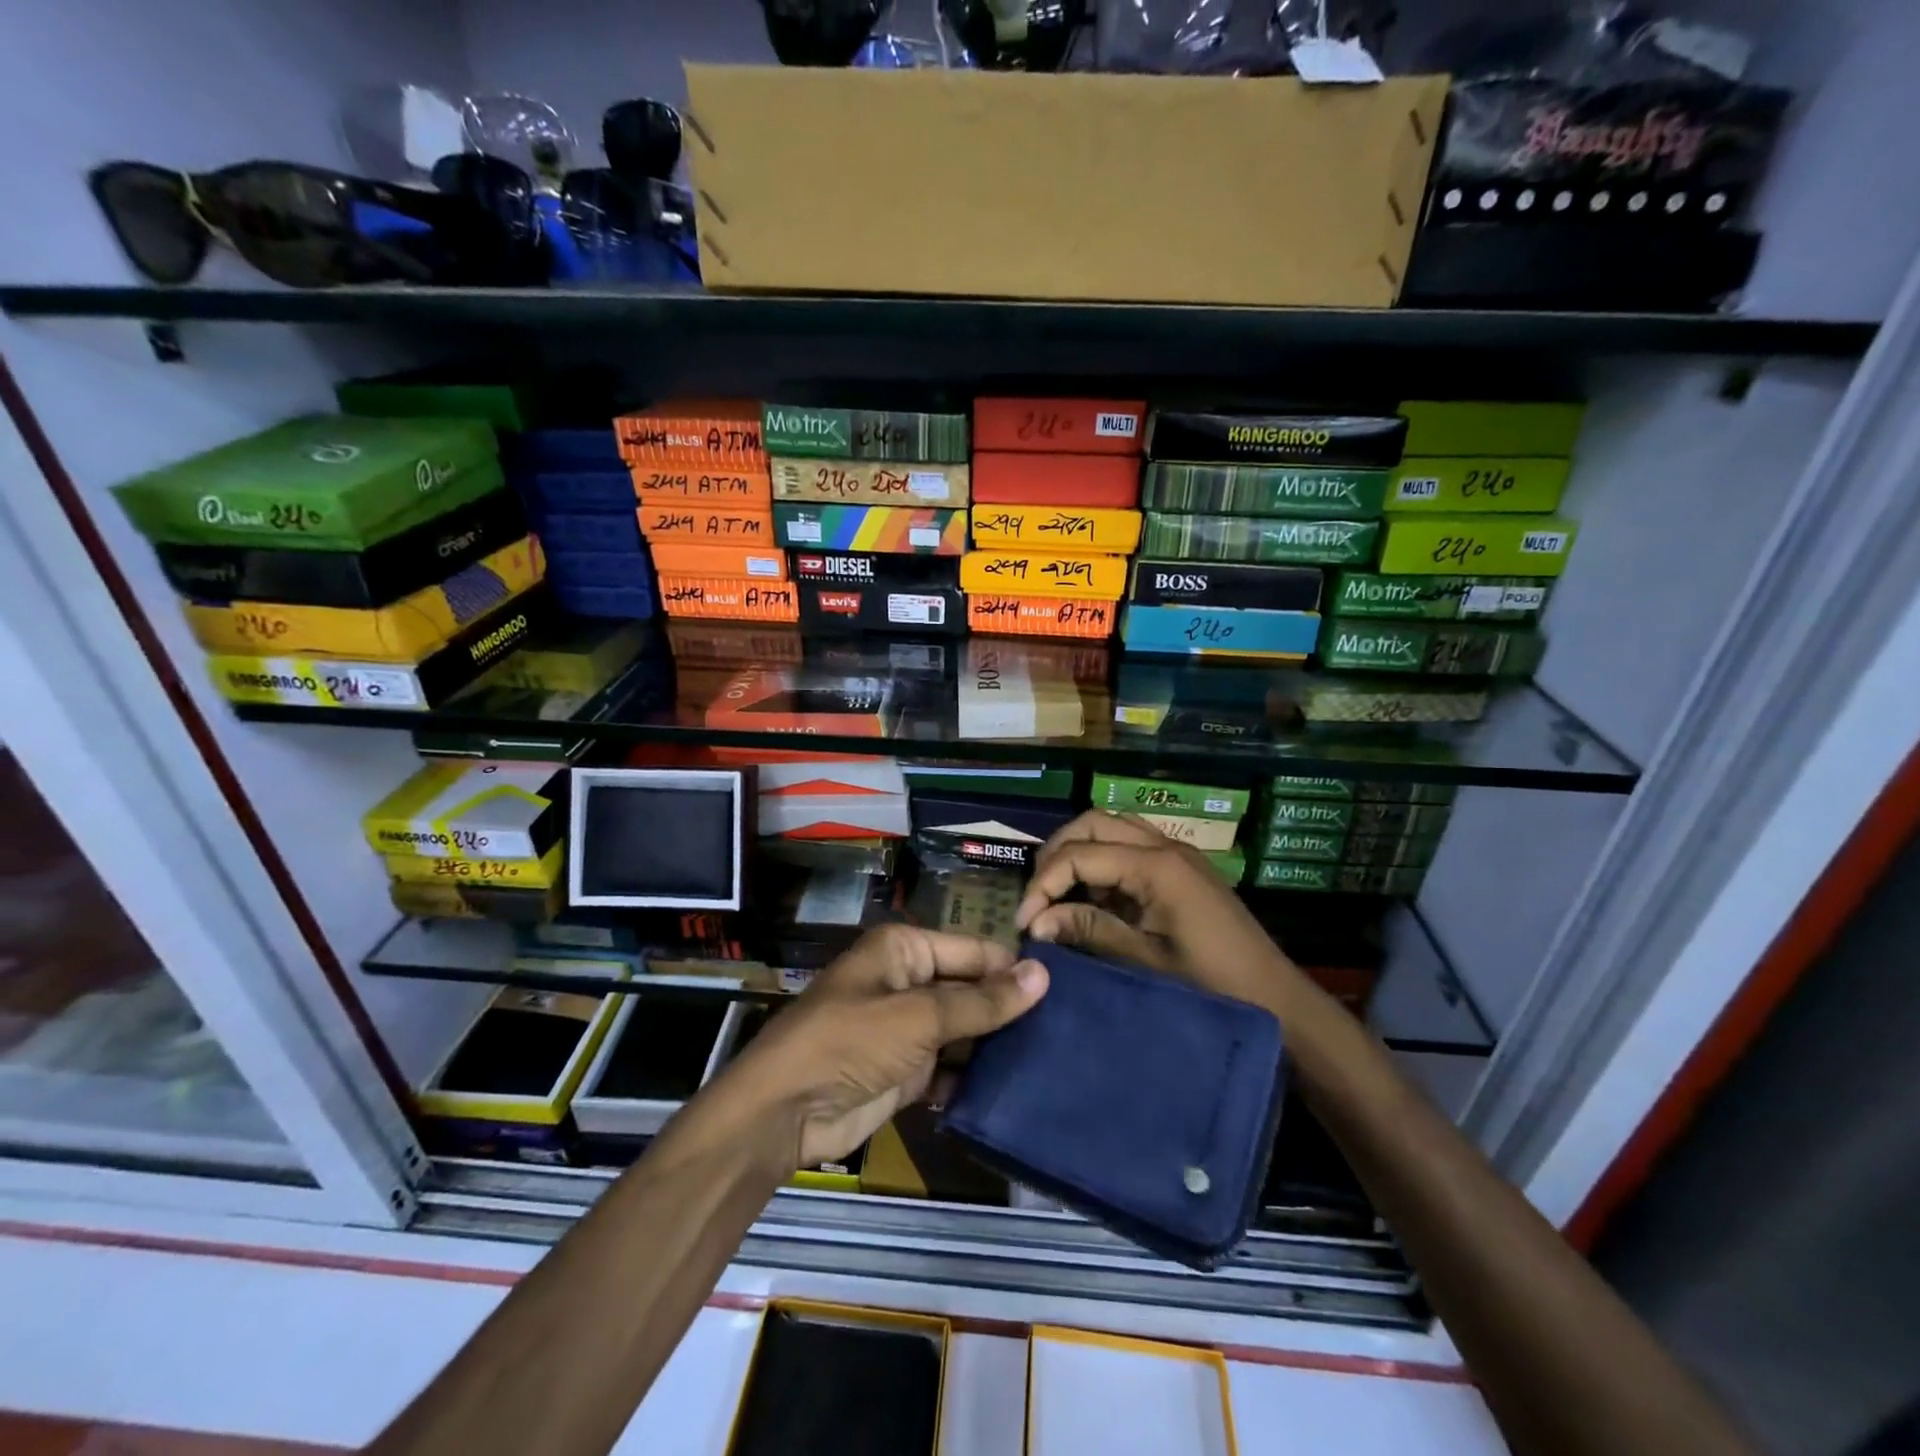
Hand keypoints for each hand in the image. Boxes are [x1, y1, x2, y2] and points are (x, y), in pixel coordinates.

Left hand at [718, 924, 1047, 1168]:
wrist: (784, 1112)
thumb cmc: (849, 1043)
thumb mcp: (919, 1017)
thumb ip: (982, 1002)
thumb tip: (1043, 975)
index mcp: (906, 951)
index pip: (973, 951)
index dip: (1014, 969)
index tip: (1066, 989)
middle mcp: (909, 982)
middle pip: (971, 990)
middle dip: (1009, 1010)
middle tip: (1069, 1029)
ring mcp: (908, 1029)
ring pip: (964, 1031)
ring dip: (996, 1046)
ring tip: (1054, 1058)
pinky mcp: (907, 1071)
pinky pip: (951, 1068)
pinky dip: (974, 1078)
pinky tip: (1017, 1089)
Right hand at [1015, 810, 1308, 1016]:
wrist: (1277, 997)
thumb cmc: (1212, 984)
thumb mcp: (1145, 962)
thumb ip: (1089, 930)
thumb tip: (1036, 922)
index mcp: (1156, 865)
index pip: (1080, 855)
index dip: (1043, 884)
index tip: (1024, 922)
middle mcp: (1164, 845)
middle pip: (1092, 823)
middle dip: (1057, 854)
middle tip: (1037, 896)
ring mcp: (1176, 852)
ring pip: (1111, 827)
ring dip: (1079, 851)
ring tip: (1058, 893)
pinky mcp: (1181, 867)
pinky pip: (1131, 845)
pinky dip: (1103, 860)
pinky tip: (1094, 897)